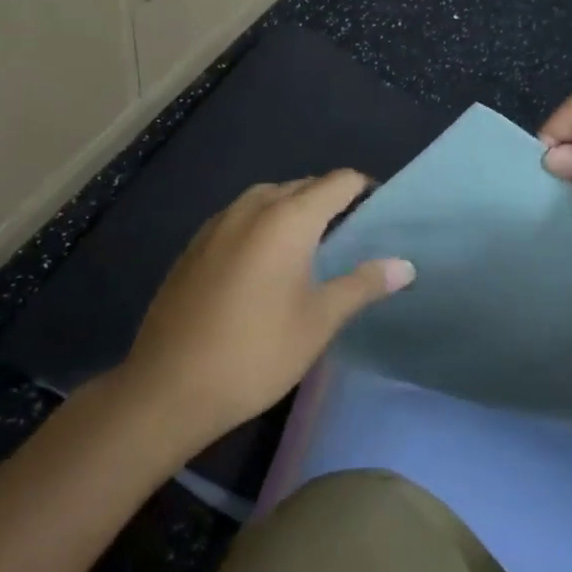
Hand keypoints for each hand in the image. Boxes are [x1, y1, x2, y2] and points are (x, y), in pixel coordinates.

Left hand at [123, 172, 413, 441]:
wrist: (166, 389)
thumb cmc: (254, 353)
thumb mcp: (318, 322)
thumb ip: (363, 284)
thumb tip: (405, 265)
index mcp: (287, 219)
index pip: (338, 182)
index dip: (364, 189)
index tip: (380, 213)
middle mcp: (252, 208)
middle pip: (302, 186)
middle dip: (330, 199)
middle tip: (351, 234)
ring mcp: (217, 225)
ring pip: (268, 197)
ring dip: (294, 208)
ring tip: (310, 245)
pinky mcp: (194, 246)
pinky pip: (240, 217)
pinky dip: (262, 223)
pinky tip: (264, 262)